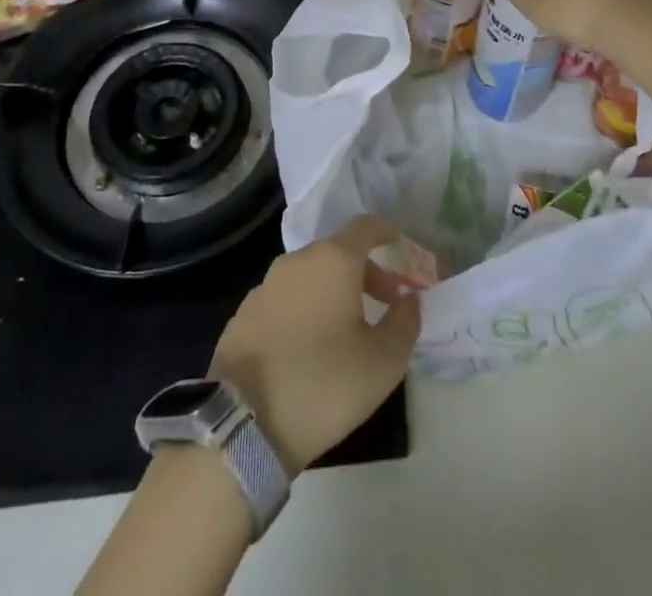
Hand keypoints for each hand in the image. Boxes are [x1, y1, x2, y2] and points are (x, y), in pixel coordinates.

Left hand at [208, 216, 421, 475]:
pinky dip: (304, 309)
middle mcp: (297, 261)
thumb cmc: (323, 384)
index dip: (385, 231)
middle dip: (365, 272)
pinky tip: (308, 347)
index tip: (398, 243)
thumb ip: (405, 323)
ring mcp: (265, 286)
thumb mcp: (383, 362)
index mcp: (333, 260)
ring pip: (309, 276)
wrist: (242, 425)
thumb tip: (409, 300)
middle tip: (384, 304)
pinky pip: (285, 299)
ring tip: (346, 330)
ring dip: (333, 292)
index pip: (365, 226)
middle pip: (338, 252)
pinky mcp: (243, 314)